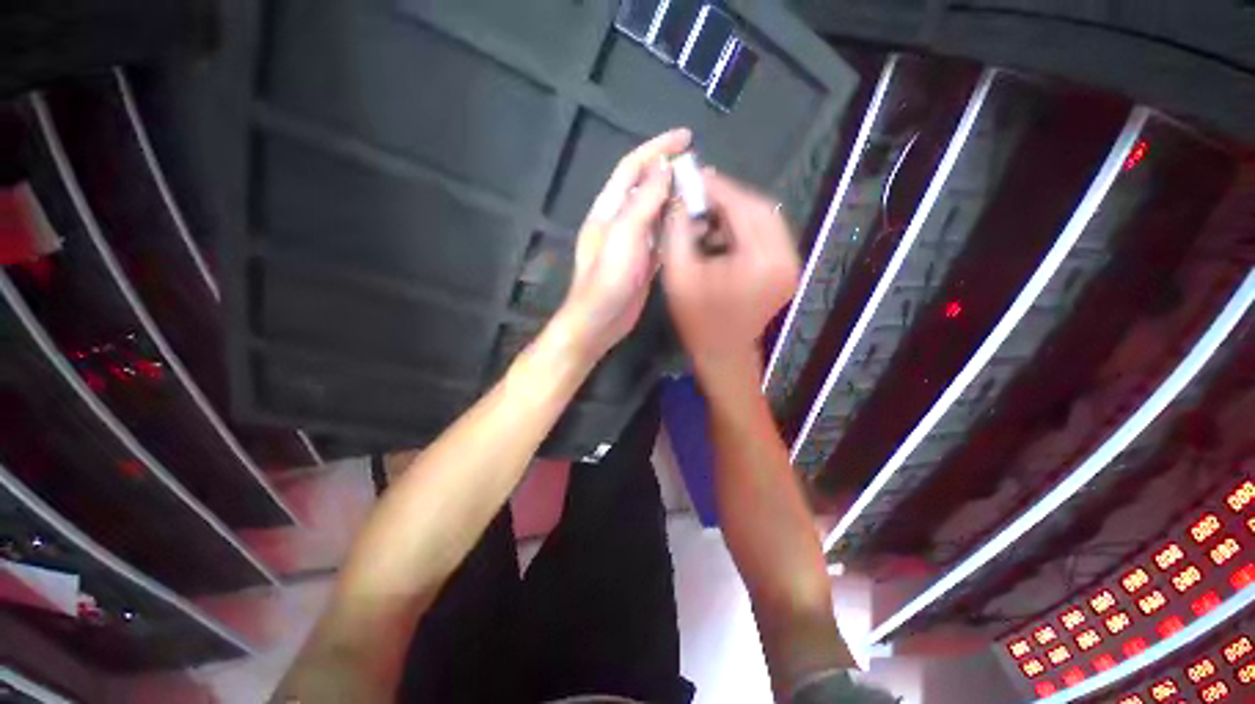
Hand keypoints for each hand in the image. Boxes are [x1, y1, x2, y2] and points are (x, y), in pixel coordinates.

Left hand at [550, 128, 691, 361]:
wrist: (600, 321)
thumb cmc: (608, 278)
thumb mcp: (625, 234)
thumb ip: (644, 200)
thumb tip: (663, 166)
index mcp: (609, 209)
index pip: (632, 167)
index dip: (657, 148)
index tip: (686, 137)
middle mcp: (619, 221)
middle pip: (646, 188)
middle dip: (671, 173)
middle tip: (701, 168)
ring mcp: (632, 243)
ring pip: (656, 213)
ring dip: (677, 200)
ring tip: (703, 193)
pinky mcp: (642, 261)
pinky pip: (662, 237)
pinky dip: (677, 228)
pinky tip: (694, 226)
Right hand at [661, 169, 799, 372]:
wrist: (722, 354)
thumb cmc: (698, 321)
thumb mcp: (679, 275)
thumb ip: (677, 230)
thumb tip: (680, 197)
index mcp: (761, 260)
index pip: (743, 207)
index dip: (718, 187)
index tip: (694, 176)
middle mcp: (785, 258)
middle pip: (760, 208)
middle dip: (727, 198)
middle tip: (699, 193)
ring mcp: (788, 264)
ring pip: (764, 220)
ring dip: (735, 213)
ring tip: (705, 214)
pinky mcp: (783, 269)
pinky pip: (765, 236)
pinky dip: (742, 229)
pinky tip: (719, 234)